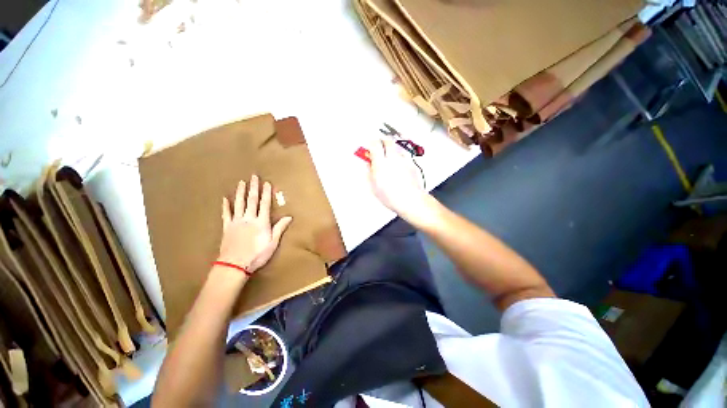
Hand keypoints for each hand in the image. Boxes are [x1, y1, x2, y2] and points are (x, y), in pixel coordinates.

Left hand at [218, 175, 292, 273]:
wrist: (234, 264)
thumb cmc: (257, 254)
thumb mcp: (272, 242)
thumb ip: (279, 228)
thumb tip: (289, 217)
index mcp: (261, 222)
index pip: (264, 204)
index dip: (266, 193)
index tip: (267, 183)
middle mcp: (249, 218)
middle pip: (251, 201)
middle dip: (253, 188)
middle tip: (253, 177)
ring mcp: (236, 222)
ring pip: (239, 204)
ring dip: (240, 192)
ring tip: (241, 182)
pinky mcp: (227, 227)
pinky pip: (226, 214)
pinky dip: (225, 206)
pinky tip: (225, 198)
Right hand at [368, 139, 432, 224]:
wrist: (411, 200)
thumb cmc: (392, 197)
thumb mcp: (374, 186)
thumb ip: (369, 172)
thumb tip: (368, 165)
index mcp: (381, 163)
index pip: (375, 144)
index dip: (371, 143)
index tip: (369, 145)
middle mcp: (393, 158)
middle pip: (387, 141)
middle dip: (382, 142)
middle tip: (378, 146)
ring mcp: (404, 160)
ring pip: (396, 147)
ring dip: (391, 149)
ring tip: (388, 157)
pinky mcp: (411, 164)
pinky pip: (403, 156)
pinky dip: (399, 157)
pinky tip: (397, 166)